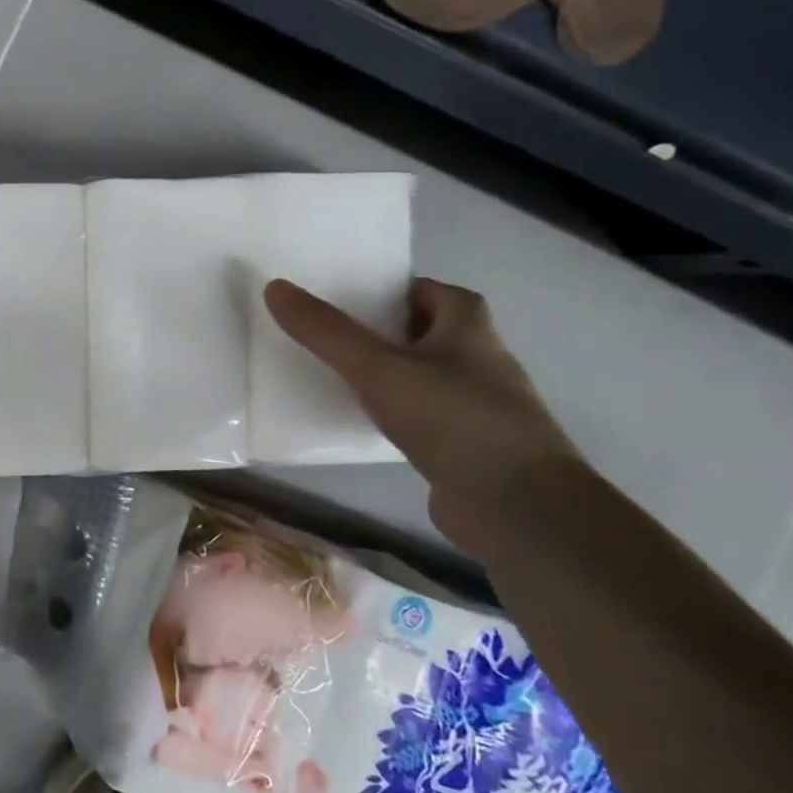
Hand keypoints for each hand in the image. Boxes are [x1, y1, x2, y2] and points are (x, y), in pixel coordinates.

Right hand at [263, 278, 585, 535]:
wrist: (517, 505)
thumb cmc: (452, 419)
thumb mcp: (377, 368)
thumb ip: (325, 331)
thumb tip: (275, 287)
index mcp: (469, 330)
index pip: (434, 292)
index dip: (396, 290)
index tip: (350, 299)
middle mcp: (481, 361)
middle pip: (428, 333)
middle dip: (384, 331)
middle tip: (331, 335)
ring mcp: (478, 407)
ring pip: (425, 377)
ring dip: (389, 374)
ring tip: (336, 376)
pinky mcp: (467, 447)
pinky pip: (422, 417)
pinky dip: (394, 414)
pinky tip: (361, 423)